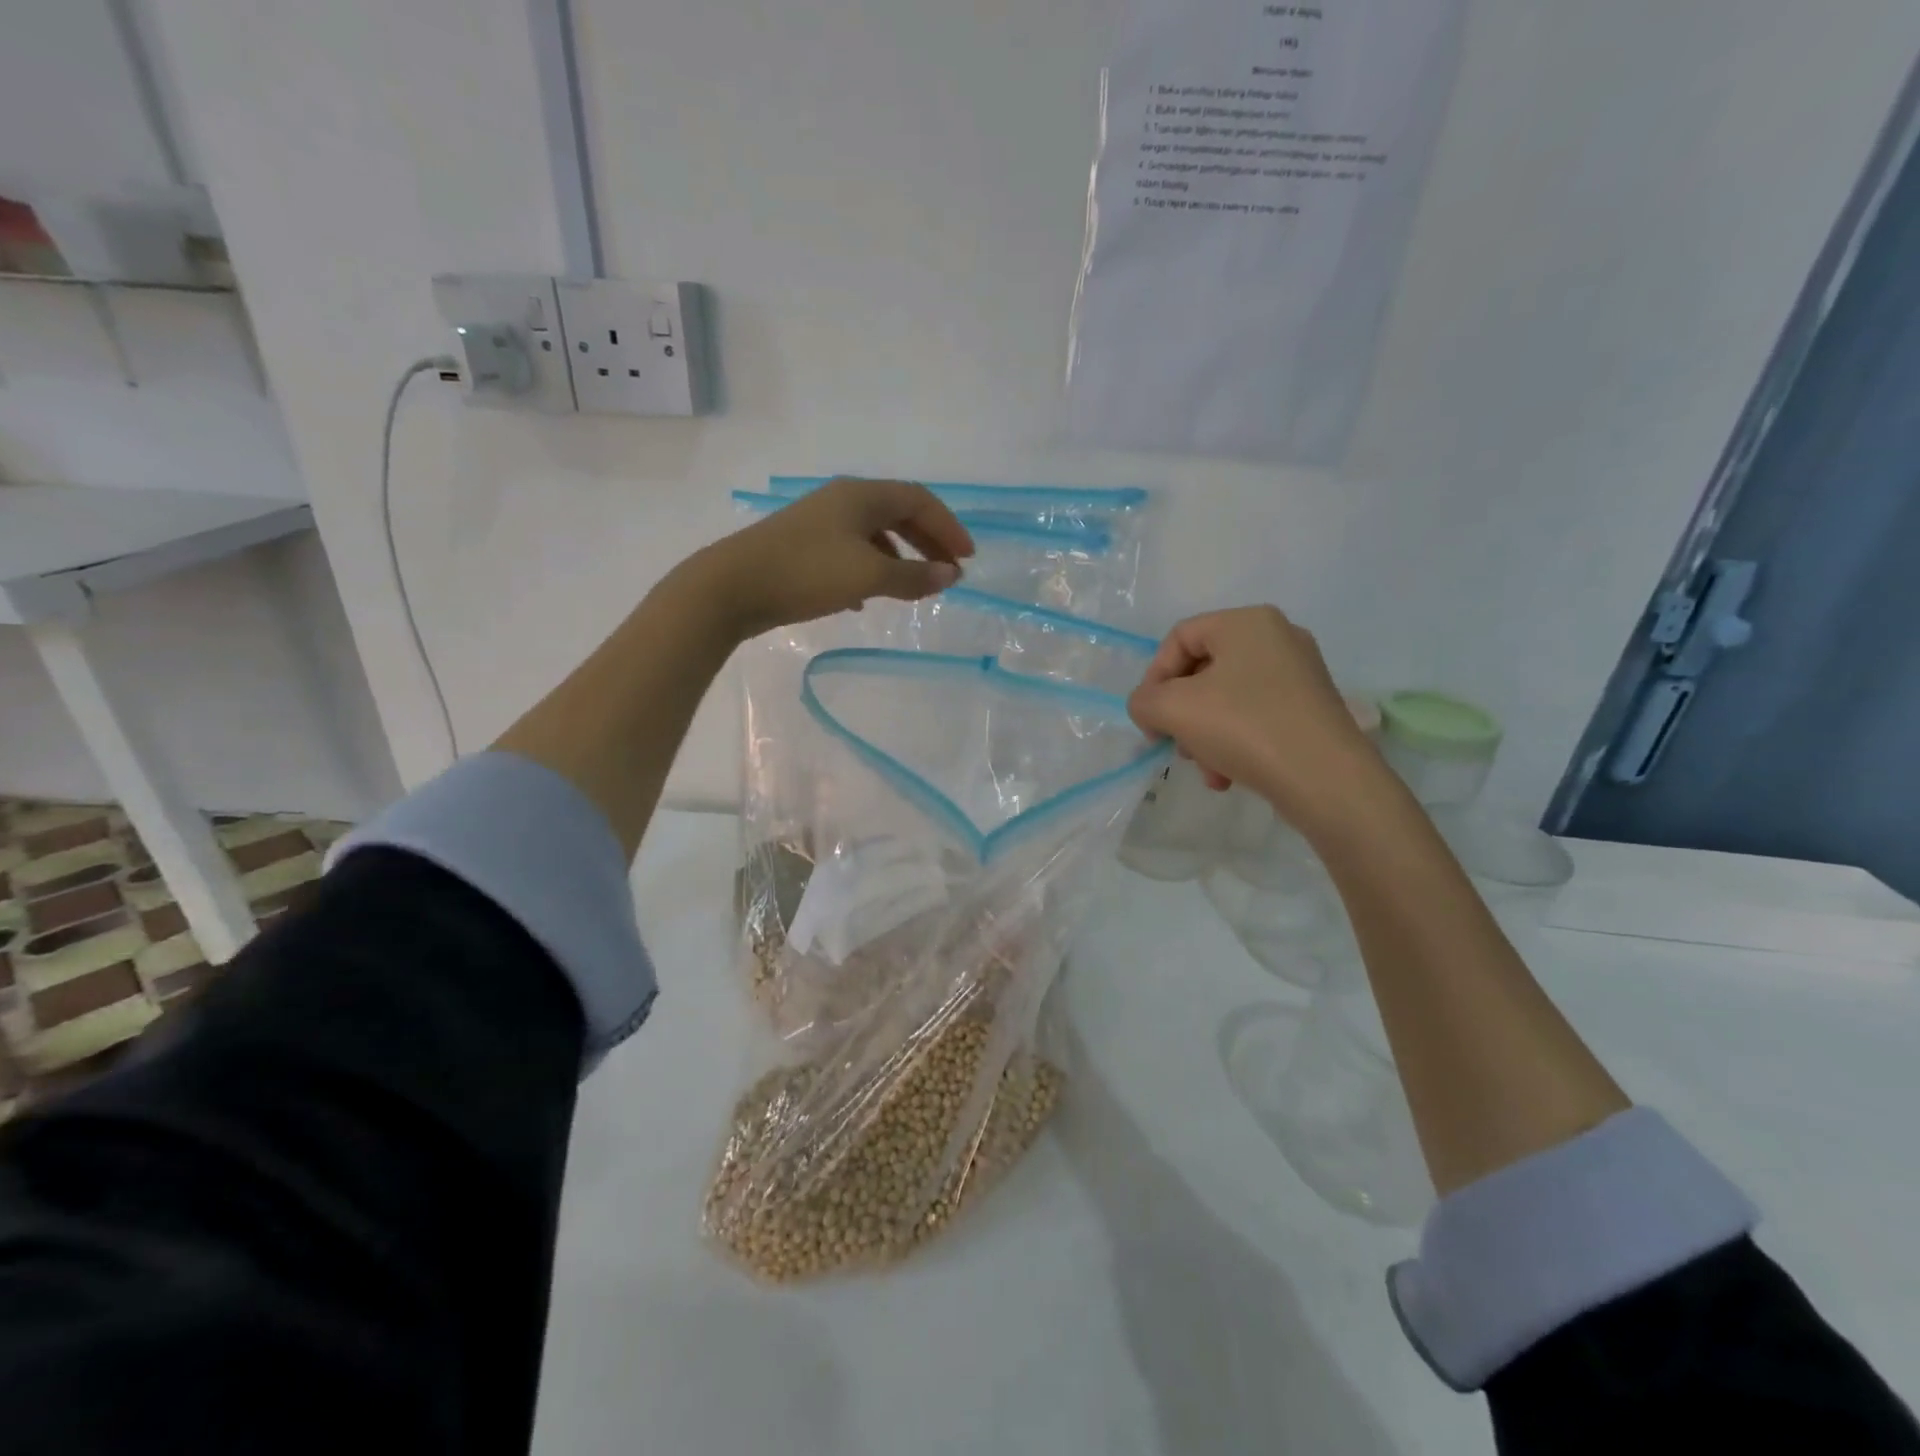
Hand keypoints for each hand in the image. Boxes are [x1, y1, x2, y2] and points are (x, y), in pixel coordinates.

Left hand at [693, 477, 974, 639]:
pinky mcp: (803, 546)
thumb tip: (951, 575)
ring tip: (914, 587)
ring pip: (874, 534)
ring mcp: (820, 523)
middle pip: (898, 514)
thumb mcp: (868, 576)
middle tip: (948, 571)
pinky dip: (871, 570)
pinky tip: (868, 598)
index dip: (948, 527)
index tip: (967, 559)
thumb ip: (914, 577)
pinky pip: (850, 552)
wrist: (732, 586)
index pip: (919, 501)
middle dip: (927, 541)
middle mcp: (843, 501)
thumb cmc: (807, 573)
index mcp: (862, 496)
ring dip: (900, 558)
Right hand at [1127, 606, 1391, 836]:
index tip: (1150, 720)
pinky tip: (1228, 775)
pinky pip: (1255, 717)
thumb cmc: (1244, 728)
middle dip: (1181, 713)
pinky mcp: (1311, 708)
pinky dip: (1234, 743)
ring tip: (1206, 769)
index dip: (1154, 678)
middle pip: (1203, 670)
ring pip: (1227, 699)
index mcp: (1247, 622)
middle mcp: (1278, 637)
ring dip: (1204, 735)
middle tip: (1176, 745)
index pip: (1178, 638)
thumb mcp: (1172, 709)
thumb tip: (1150, 707)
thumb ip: (1143, 701)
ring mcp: (1300, 674)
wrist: (1326, 780)